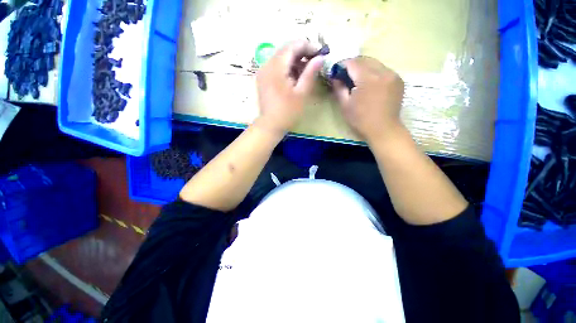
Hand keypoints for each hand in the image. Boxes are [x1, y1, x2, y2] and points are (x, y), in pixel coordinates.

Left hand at [255, 40, 324, 133]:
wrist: (270, 125)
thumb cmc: (287, 112)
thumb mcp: (302, 93)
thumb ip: (310, 73)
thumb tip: (321, 57)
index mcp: (276, 67)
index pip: (293, 45)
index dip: (308, 46)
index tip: (320, 54)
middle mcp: (267, 64)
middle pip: (286, 49)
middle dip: (302, 52)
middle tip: (315, 62)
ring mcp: (263, 71)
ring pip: (281, 57)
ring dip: (295, 60)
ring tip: (306, 71)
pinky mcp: (263, 78)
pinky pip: (276, 65)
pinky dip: (287, 67)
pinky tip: (295, 76)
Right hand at [333, 57, 404, 143]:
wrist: (383, 130)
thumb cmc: (361, 120)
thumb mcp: (345, 105)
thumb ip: (339, 88)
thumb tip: (335, 77)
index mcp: (368, 78)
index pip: (353, 62)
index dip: (342, 65)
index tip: (336, 71)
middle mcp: (383, 71)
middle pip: (365, 60)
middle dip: (353, 65)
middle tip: (345, 75)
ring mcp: (393, 75)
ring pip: (375, 63)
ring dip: (364, 68)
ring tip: (357, 80)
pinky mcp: (398, 80)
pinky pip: (383, 70)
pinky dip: (374, 72)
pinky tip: (370, 84)